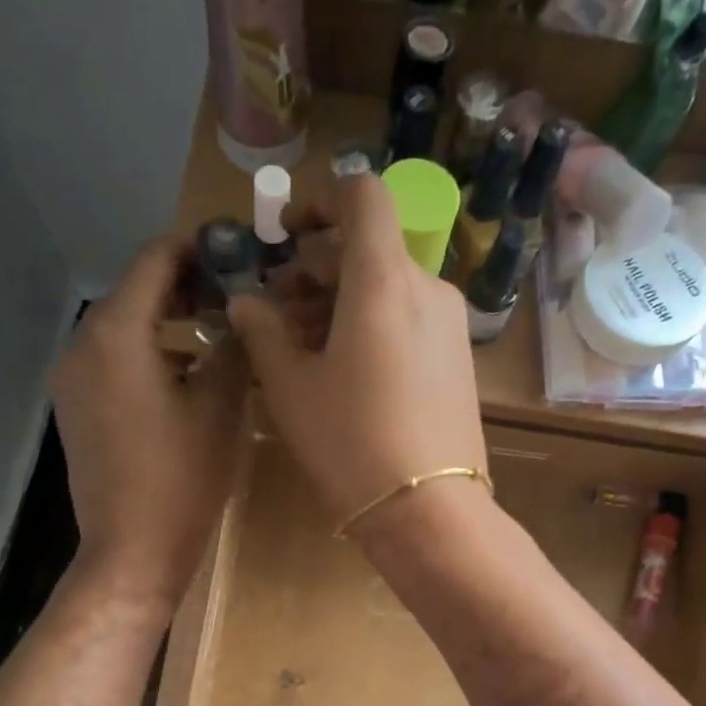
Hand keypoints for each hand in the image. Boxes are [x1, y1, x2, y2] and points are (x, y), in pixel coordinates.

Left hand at [52, 237, 247, 609]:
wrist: (132, 551)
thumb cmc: (182, 478)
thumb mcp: (220, 405)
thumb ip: (232, 345)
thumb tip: (241, 312)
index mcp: (116, 333)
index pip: (155, 260)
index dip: (198, 247)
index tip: (239, 249)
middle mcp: (83, 345)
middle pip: (136, 292)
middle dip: (187, 286)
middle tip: (238, 293)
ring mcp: (74, 379)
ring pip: (126, 328)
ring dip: (171, 322)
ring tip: (221, 333)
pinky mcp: (77, 408)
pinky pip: (115, 361)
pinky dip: (151, 353)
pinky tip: (188, 374)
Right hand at [228, 175, 487, 536]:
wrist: (428, 511)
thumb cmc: (349, 443)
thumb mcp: (290, 386)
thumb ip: (262, 330)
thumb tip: (246, 301)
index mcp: (383, 280)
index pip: (362, 195)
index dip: (319, 201)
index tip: (287, 237)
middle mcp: (427, 288)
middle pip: (368, 246)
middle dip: (316, 266)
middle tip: (276, 311)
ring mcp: (449, 324)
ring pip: (388, 285)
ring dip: (340, 299)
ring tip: (302, 346)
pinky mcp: (458, 358)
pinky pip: (409, 317)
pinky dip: (372, 322)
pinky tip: (344, 368)